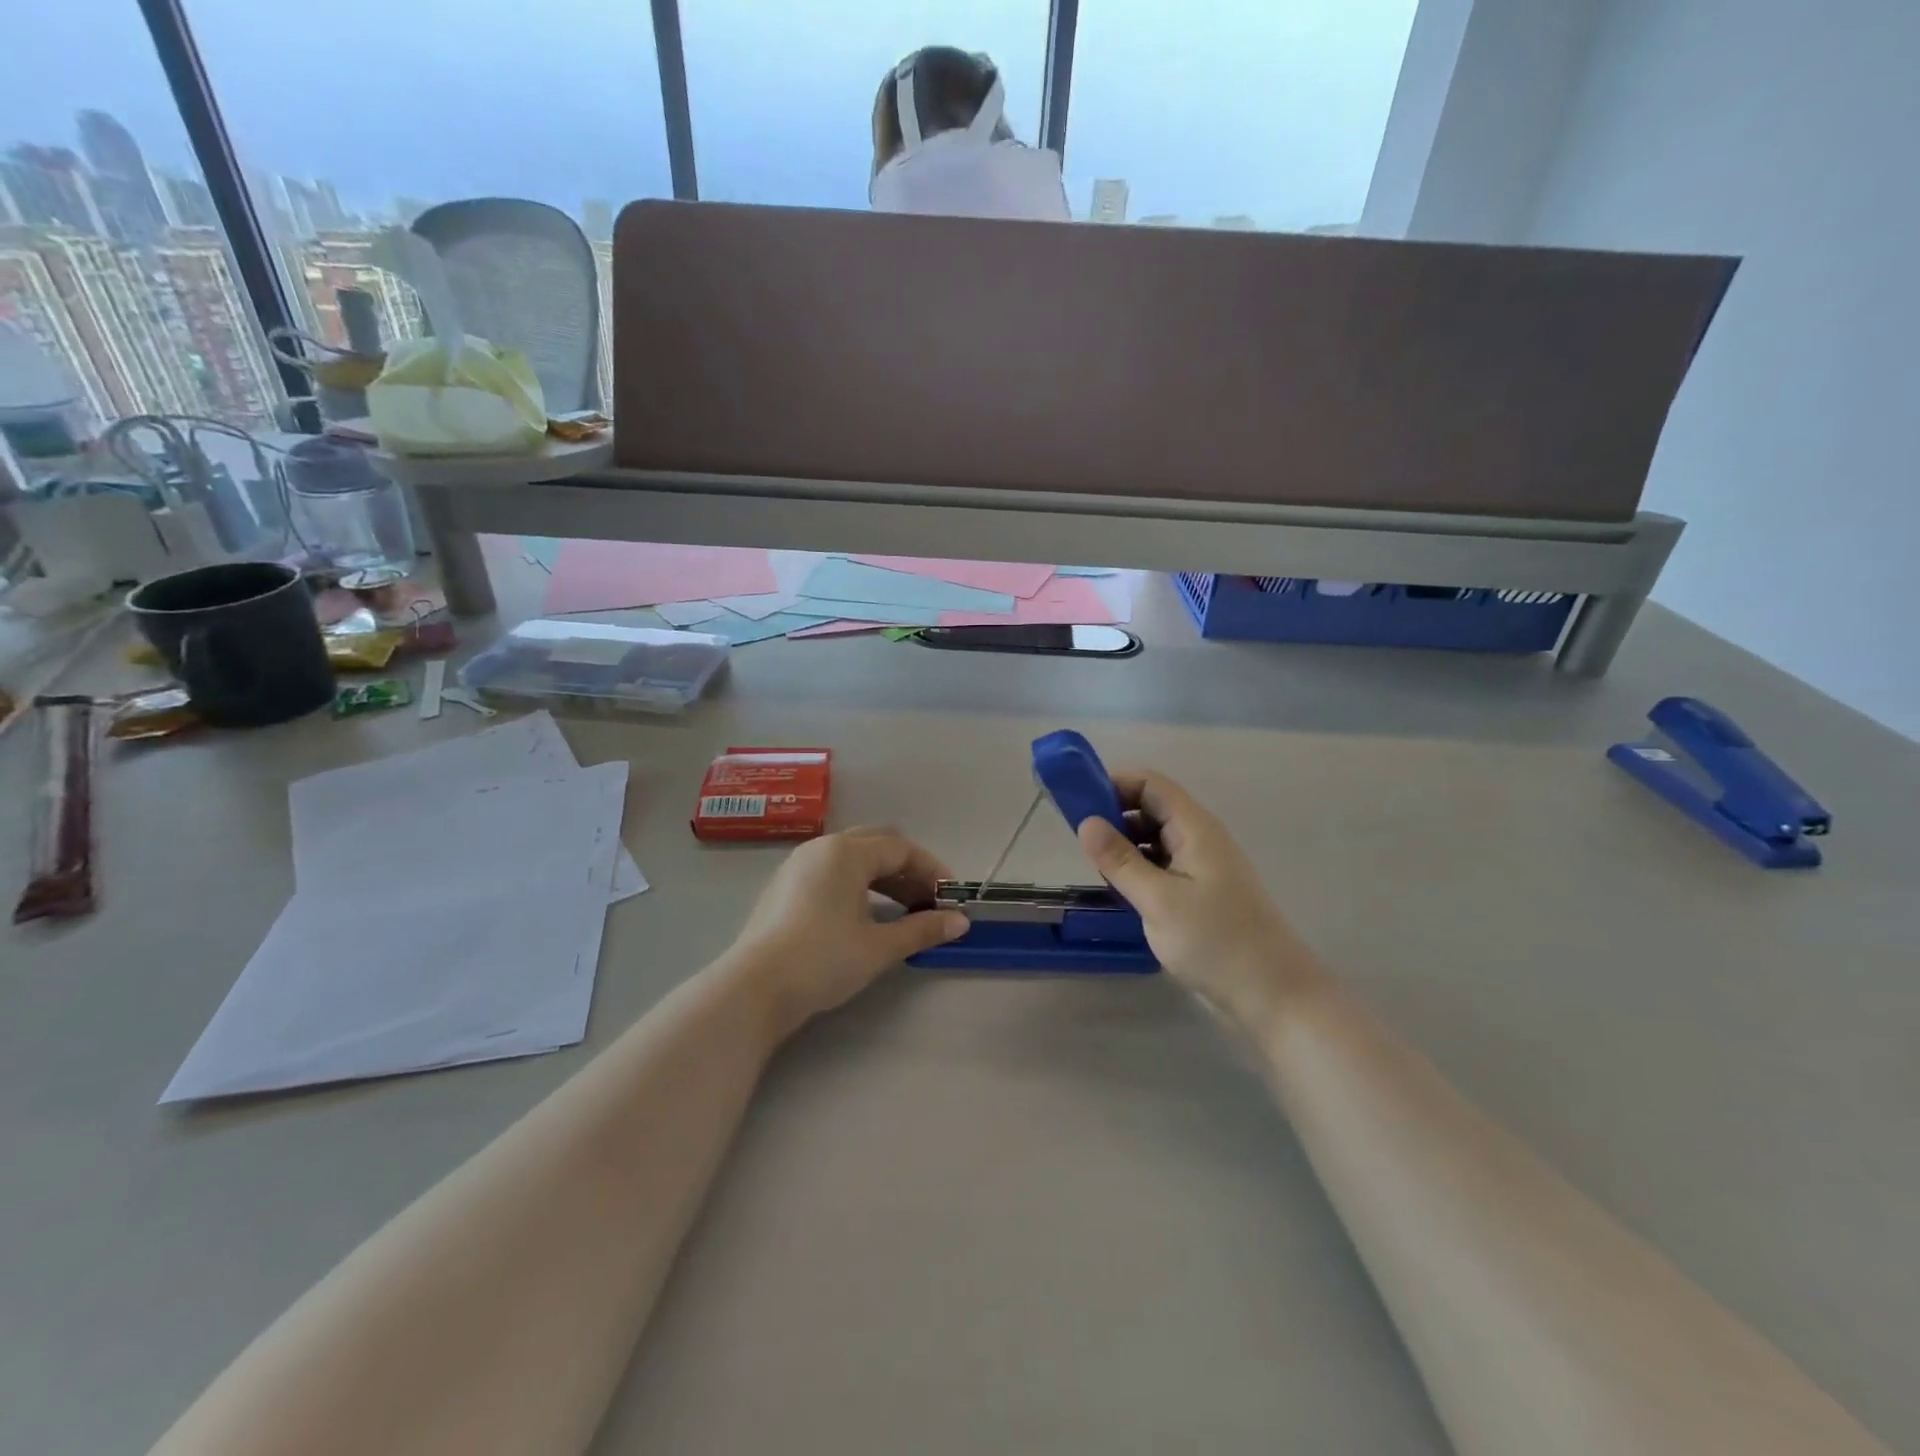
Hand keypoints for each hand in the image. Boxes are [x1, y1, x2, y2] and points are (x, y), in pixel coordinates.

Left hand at [725, 827, 969, 1037]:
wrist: (754, 989)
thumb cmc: (823, 960)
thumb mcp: (879, 946)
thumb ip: (922, 929)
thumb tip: (960, 922)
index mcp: (846, 852)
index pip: (901, 849)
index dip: (931, 870)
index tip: (950, 897)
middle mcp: (822, 848)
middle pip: (877, 845)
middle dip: (908, 870)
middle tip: (928, 901)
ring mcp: (799, 865)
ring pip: (852, 858)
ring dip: (884, 877)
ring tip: (904, 909)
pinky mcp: (785, 886)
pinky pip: (831, 872)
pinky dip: (858, 885)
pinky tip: (866, 914)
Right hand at [1076, 770, 1315, 1026]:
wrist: (1274, 995)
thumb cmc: (1216, 942)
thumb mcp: (1158, 900)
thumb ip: (1120, 860)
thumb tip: (1086, 822)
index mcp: (1195, 828)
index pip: (1150, 784)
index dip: (1114, 784)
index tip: (1079, 803)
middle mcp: (1199, 838)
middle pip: (1151, 808)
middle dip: (1115, 816)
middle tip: (1082, 844)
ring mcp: (1202, 866)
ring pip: (1155, 839)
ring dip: (1125, 846)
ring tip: (1098, 870)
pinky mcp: (1201, 892)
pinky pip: (1163, 865)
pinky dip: (1139, 870)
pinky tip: (1122, 892)